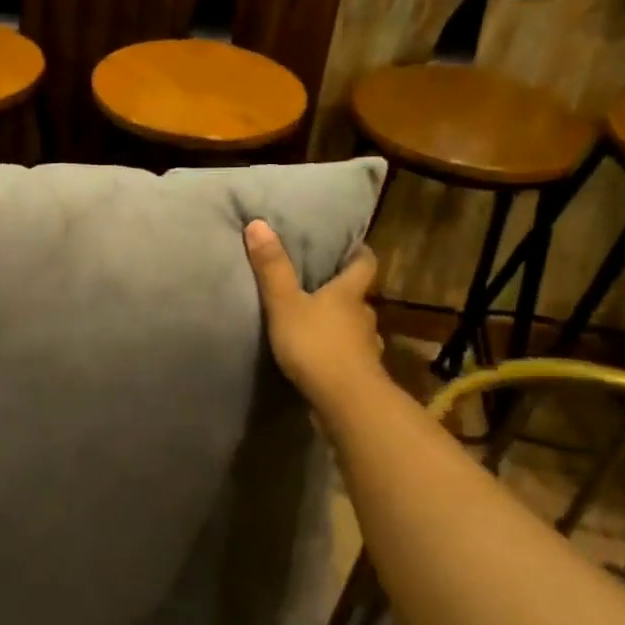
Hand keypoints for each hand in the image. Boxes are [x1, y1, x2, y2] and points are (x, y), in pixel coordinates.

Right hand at [244, 220, 382, 410]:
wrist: (345, 401)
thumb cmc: (316, 344)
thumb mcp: (285, 304)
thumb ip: (272, 268)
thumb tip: (258, 223)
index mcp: (349, 294)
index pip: (364, 264)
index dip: (359, 253)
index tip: (351, 247)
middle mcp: (364, 317)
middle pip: (358, 298)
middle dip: (343, 293)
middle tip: (320, 287)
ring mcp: (366, 348)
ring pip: (355, 329)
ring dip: (341, 326)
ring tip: (318, 326)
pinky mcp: (361, 375)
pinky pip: (350, 357)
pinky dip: (339, 355)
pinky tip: (322, 360)